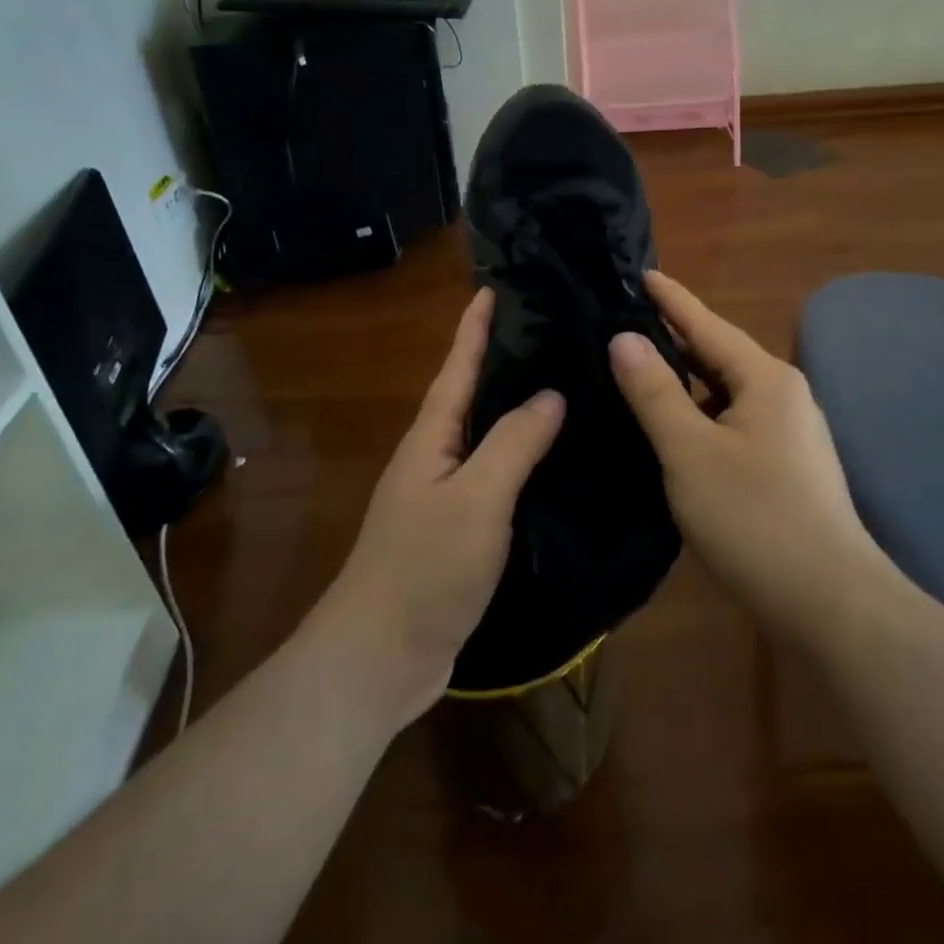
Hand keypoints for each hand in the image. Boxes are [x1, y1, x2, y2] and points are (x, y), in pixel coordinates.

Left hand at [317, 288, 563, 725]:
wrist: (380, 657)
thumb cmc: (424, 566)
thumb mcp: (475, 497)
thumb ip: (514, 442)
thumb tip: (551, 393)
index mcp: (433, 435)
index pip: (459, 365)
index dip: (477, 326)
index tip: (497, 286)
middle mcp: (435, 455)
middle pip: (472, 394)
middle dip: (504, 359)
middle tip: (552, 330)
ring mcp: (445, 494)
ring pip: (486, 436)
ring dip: (516, 408)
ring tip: (564, 384)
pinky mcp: (459, 530)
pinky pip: (495, 477)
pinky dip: (522, 459)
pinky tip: (554, 461)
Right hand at [608, 272, 890, 641]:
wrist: (832, 605)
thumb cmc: (755, 518)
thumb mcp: (690, 451)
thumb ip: (654, 392)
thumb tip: (624, 338)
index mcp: (765, 379)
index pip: (707, 325)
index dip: (671, 299)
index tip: (642, 273)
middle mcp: (783, 395)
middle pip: (719, 354)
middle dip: (676, 336)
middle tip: (628, 320)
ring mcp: (790, 433)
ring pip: (726, 391)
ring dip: (687, 378)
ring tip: (642, 369)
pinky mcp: (787, 466)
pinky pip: (733, 420)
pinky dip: (701, 413)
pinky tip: (676, 427)